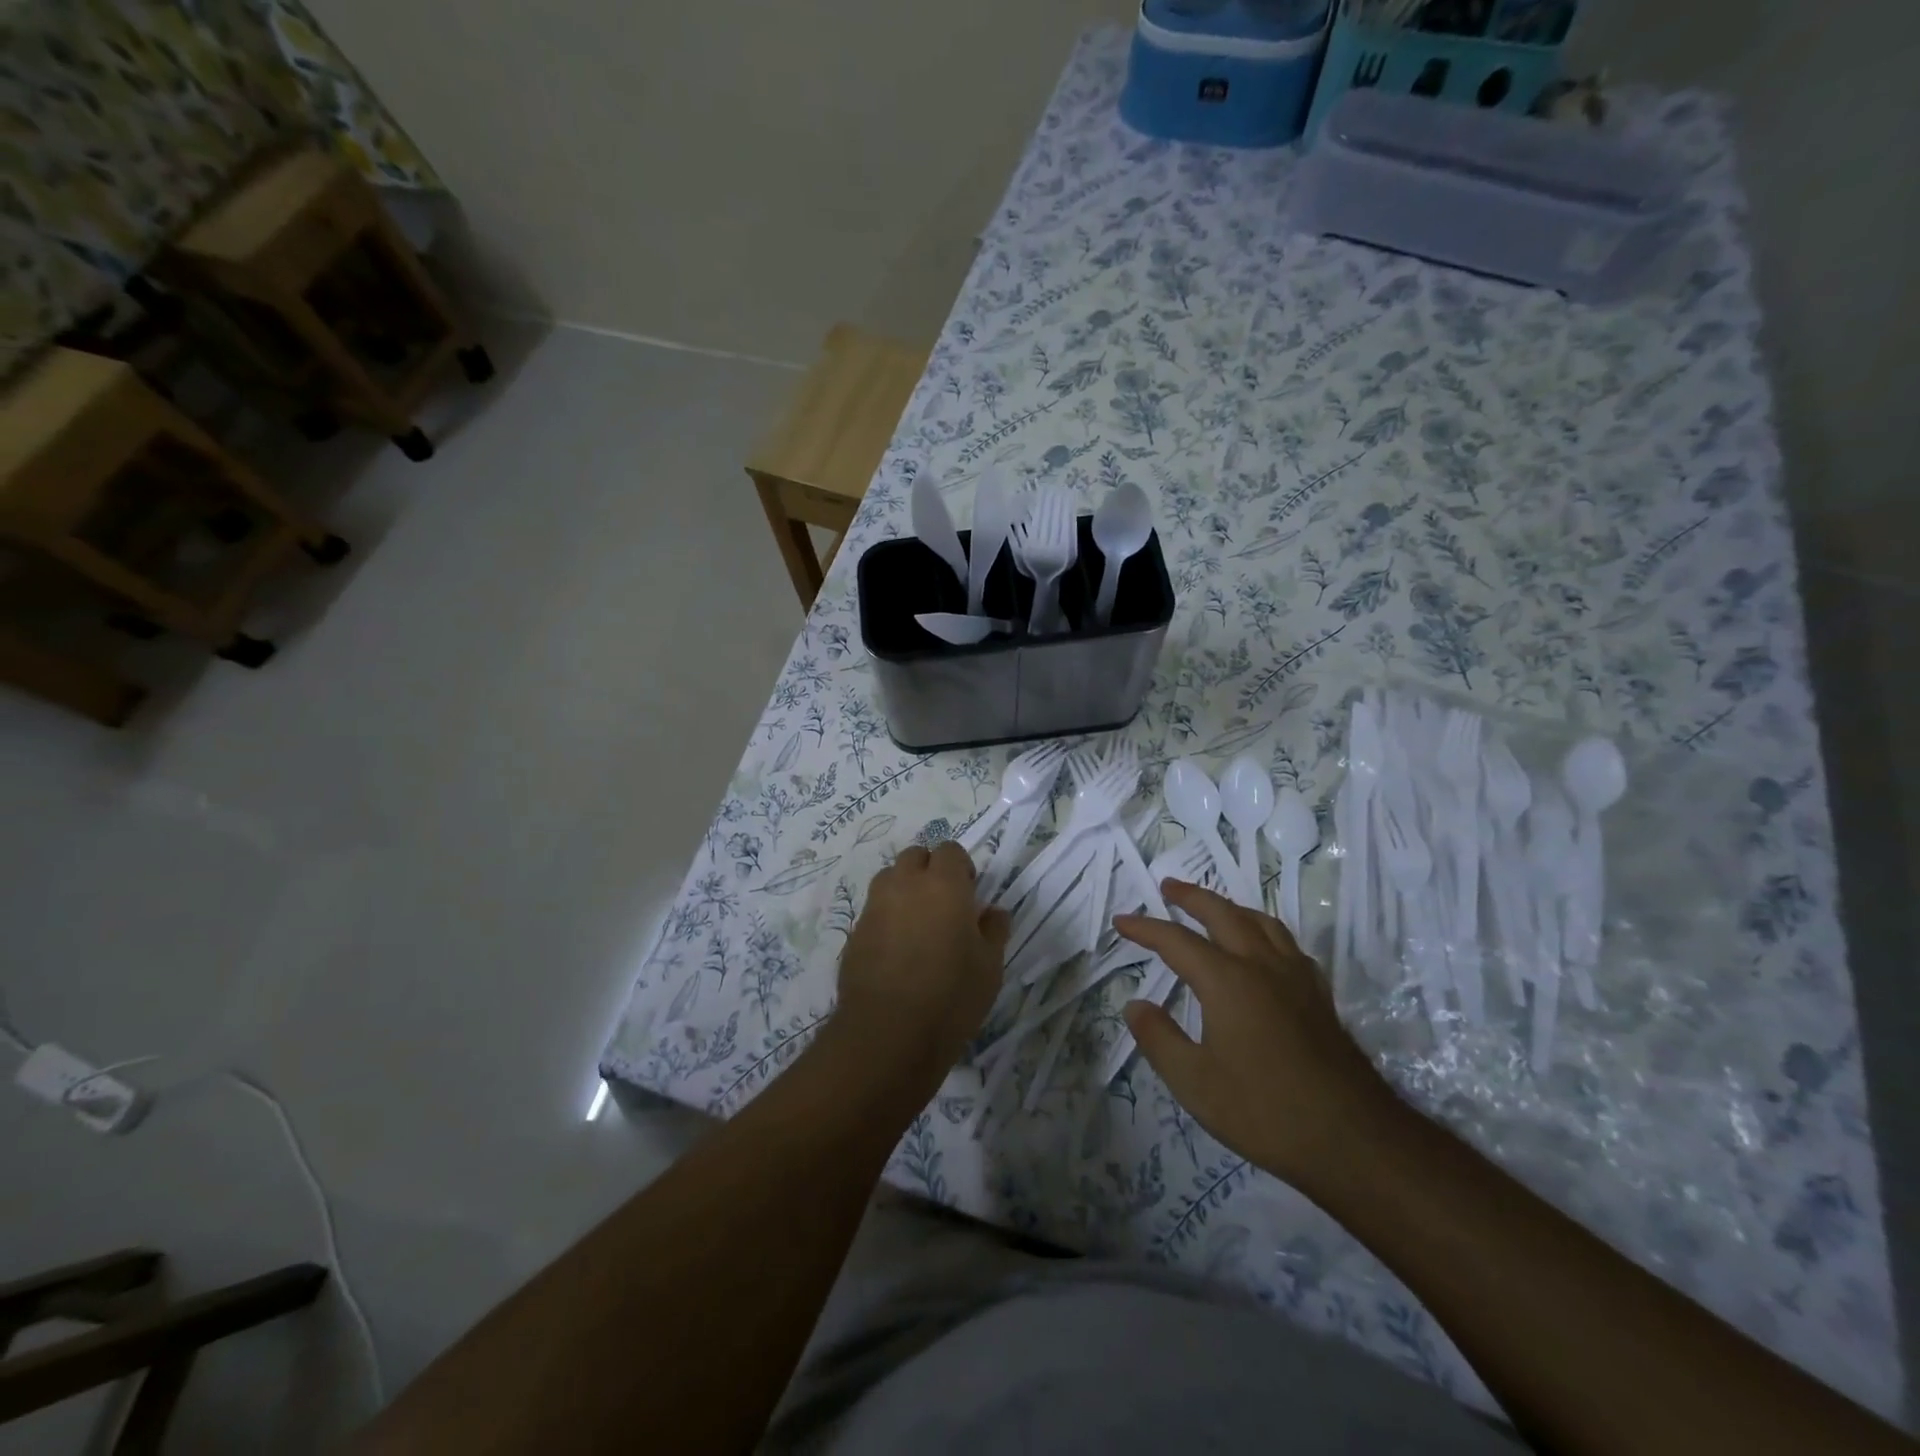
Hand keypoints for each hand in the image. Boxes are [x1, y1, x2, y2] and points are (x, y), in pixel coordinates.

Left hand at [832, 842, 1009, 1097]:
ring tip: (918, 923)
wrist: (888, 1033)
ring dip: (905, 888)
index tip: (970, 893)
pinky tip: (897, 950)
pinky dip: (887, 917)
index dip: (961, 867)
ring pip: (889, 878)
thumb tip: (993, 912)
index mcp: (943, 884)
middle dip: (929, 870)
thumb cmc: (951, 995)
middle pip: (915, 856)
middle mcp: (905, 885)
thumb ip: (994, 930)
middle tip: (944, 904)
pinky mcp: (855, 932)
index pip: (950, 850)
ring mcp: (875, 907)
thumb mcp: (990, 966)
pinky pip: (874, 910)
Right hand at [1114, 881, 1401, 1185]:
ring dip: (1230, 907)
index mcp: (1227, 981)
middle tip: (1168, 887)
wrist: (1353, 1140)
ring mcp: (1296, 978)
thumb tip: (1135, 1005)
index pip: (1176, 941)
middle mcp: (1262, 966)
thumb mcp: (1195, 1083)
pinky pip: (1287, 944)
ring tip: (1214, 908)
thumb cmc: (1264, 1112)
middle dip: (1192, 897)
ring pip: (1261, 922)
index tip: (1122, 921)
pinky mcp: (1319, 996)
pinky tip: (1264, 948)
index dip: (1145, 928)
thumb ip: (1159, 1039)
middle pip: (1223, 914)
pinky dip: (1264, 931)